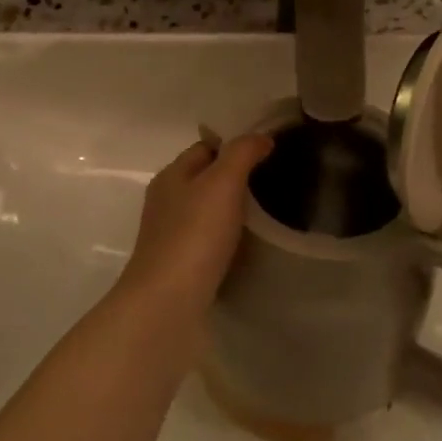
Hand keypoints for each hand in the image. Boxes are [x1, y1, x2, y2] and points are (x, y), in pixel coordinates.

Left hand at [117, 133, 273, 315]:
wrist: (167, 302)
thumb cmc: (194, 234)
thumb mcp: (222, 182)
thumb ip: (242, 153)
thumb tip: (261, 137)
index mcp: (172, 175)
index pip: (205, 147)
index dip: (234, 145)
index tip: (268, 151)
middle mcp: (167, 201)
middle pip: (205, 178)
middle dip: (235, 178)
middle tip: (274, 182)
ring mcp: (171, 235)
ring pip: (207, 210)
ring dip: (232, 210)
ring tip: (268, 213)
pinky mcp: (180, 264)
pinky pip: (208, 240)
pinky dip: (227, 238)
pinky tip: (247, 245)